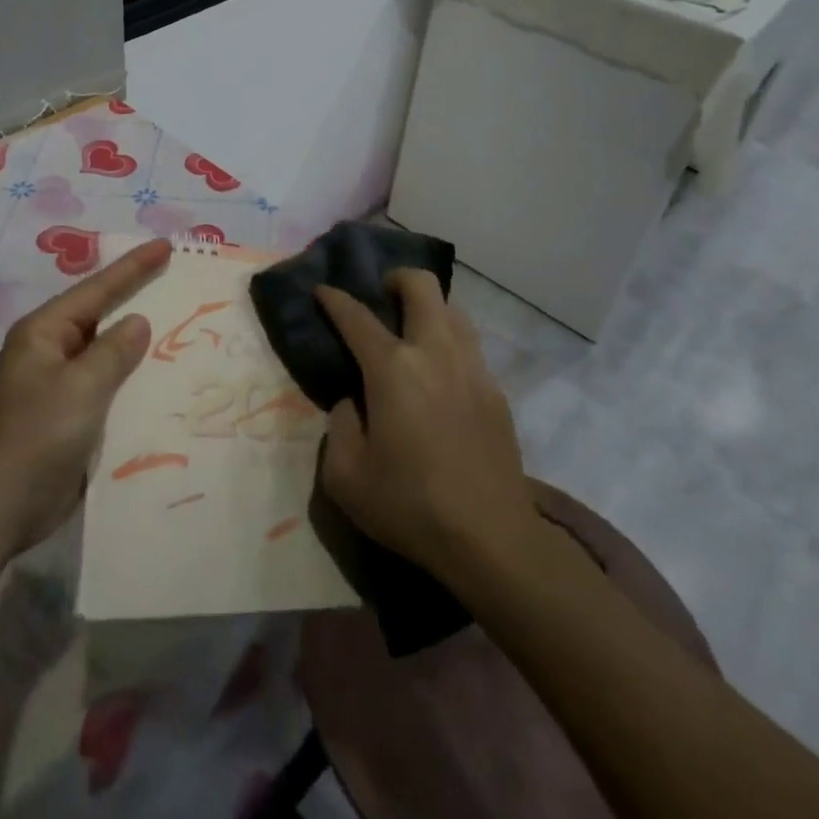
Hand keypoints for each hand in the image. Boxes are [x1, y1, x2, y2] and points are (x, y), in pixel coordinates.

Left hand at [0, 238, 172, 555]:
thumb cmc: (36, 436)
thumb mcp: (80, 387)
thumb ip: (113, 351)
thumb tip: (138, 321)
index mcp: (44, 332)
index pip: (97, 289)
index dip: (133, 267)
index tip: (165, 246)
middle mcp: (50, 351)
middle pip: (101, 315)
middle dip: (136, 297)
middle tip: (176, 278)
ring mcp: (59, 385)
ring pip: (107, 352)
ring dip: (138, 343)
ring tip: (181, 324)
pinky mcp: (69, 416)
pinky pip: (108, 385)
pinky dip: (133, 379)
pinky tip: (162, 379)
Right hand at [314, 271, 530, 578]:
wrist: (492, 540)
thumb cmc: (410, 506)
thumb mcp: (345, 476)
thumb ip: (340, 426)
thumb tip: (354, 402)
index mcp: (393, 369)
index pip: (356, 316)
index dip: (334, 299)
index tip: (322, 290)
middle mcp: (435, 354)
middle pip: (422, 287)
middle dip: (396, 278)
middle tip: (381, 296)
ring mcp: (472, 369)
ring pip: (453, 310)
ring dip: (428, 308)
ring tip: (411, 332)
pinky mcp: (496, 392)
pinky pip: (469, 347)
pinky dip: (449, 343)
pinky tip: (439, 376)